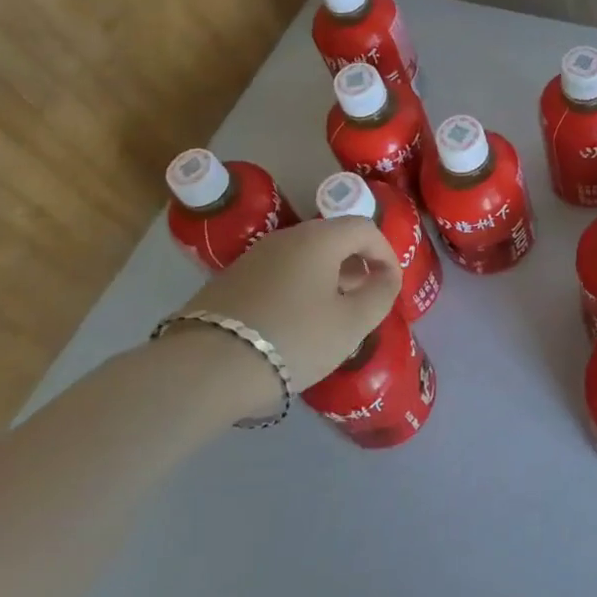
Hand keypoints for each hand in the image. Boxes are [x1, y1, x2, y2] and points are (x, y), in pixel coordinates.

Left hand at [171, 217, 402, 402]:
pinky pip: (278, 275)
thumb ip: (380, 295)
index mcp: (319, 239)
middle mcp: (286, 237)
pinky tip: (294, 325)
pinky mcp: (230, 281)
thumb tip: (386, 277)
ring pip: (304, 258)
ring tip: (331, 316)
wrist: (204, 368)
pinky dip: (297, 289)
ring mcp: (253, 258)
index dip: (386, 253)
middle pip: (332, 239)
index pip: (364, 228)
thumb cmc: (293, 339)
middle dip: (356, 266)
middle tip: (364, 300)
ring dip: (326, 279)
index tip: (391, 285)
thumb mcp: (351, 323)